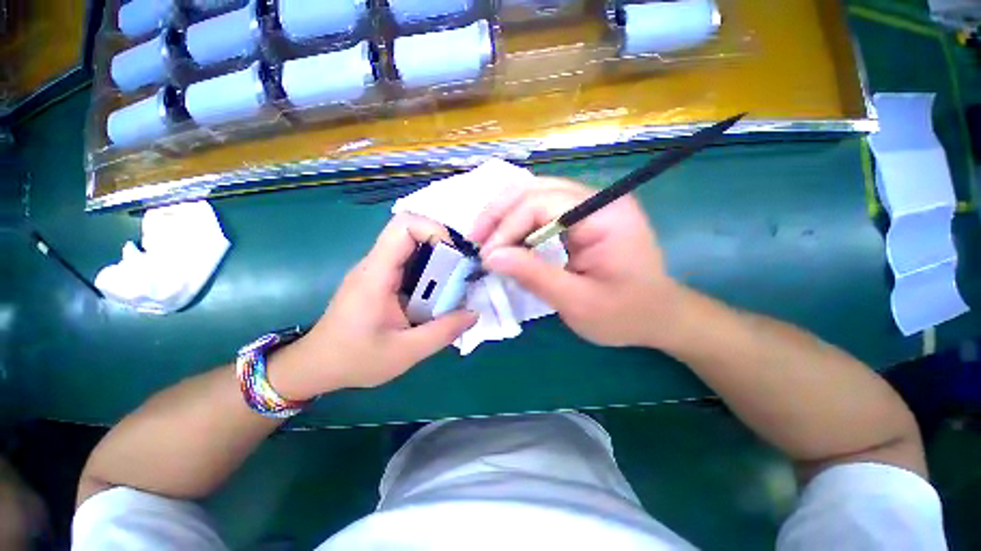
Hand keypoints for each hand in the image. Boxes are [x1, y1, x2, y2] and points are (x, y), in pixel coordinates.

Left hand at [273, 214, 477, 397]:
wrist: (317, 366)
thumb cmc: (355, 359)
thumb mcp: (406, 352)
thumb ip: (443, 332)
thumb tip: (474, 313)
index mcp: (376, 274)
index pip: (404, 226)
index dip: (434, 230)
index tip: (455, 256)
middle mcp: (375, 264)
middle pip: (411, 232)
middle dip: (442, 247)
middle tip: (461, 272)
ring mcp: (377, 270)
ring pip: (412, 247)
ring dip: (437, 261)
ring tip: (453, 286)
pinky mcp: (380, 280)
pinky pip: (409, 263)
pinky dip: (428, 273)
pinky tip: (436, 296)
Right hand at [470, 177, 679, 347]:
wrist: (659, 316)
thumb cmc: (625, 314)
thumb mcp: (577, 302)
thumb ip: (534, 276)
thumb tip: (491, 256)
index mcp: (604, 215)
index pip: (541, 203)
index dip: (507, 226)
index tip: (488, 256)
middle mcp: (598, 199)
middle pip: (535, 189)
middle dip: (500, 213)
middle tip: (476, 238)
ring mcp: (592, 204)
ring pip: (535, 194)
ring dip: (506, 215)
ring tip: (486, 239)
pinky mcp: (584, 216)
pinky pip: (543, 209)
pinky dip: (519, 223)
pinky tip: (507, 239)